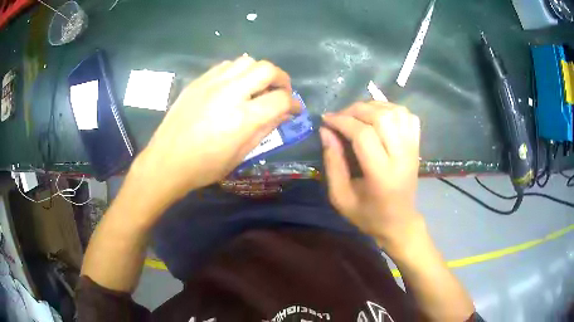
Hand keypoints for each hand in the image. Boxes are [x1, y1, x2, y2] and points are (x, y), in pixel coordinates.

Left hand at [131, 56, 300, 208]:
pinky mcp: (198, 81)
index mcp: (243, 118)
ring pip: (246, 61)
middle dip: (281, 78)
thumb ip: (264, 130)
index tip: (294, 109)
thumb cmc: (204, 167)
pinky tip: (234, 85)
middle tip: (279, 91)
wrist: (167, 161)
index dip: (294, 103)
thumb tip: (282, 114)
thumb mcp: (240, 155)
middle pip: (266, 69)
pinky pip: (226, 65)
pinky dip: (237, 71)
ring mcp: (212, 84)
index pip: (281, 98)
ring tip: (256, 86)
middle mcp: (230, 93)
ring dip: (258, 72)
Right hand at [320, 102, 421, 252]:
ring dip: (373, 107)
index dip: (342, 121)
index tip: (325, 120)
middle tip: (339, 117)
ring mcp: (412, 149)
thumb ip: (332, 163)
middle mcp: (401, 157)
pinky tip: (378, 116)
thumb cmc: (368, 215)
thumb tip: (326, 131)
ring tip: (357, 115)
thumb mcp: (341, 197)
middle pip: (381, 117)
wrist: (400, 222)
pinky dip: (391, 109)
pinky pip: (408, 116)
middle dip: (355, 110)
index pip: (363, 135)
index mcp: (382, 175)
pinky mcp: (417, 146)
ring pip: (395, 112)